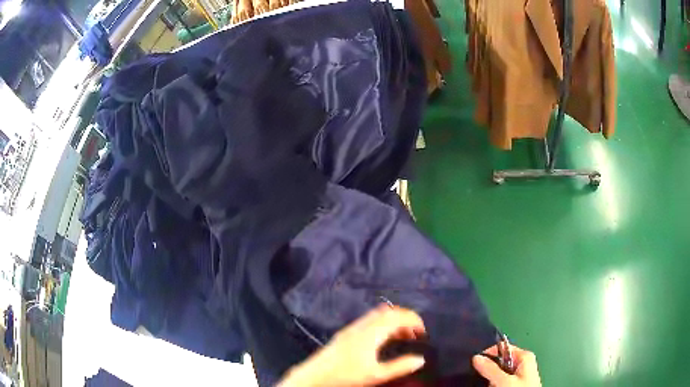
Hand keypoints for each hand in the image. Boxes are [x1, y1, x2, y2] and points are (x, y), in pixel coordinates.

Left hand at [279, 304, 426, 386]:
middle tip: (414, 334)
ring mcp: (352, 327)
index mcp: (371, 332)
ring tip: (402, 338)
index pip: (396, 316)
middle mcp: (362, 325)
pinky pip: (369, 320)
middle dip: (404, 319)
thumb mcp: (376, 375)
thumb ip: (399, 366)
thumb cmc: (346, 375)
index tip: (423, 331)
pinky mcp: (346, 332)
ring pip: (378, 315)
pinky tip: (383, 340)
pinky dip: (382, 324)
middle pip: (388, 312)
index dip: (413, 319)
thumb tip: (420, 359)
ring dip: (393, 321)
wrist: (315, 375)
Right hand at [472, 345, 541, 386]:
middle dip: (490, 369)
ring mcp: (519, 375)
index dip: (488, 354)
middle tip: (485, 378)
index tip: (476, 364)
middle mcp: (522, 363)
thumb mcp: (504, 381)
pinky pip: (501, 381)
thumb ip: (491, 369)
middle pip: (500, 361)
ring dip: (492, 379)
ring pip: (499, 373)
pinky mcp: (516, 384)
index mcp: (524, 356)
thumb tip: (476, 357)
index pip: (502, 348)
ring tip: (490, 386)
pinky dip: (496, 384)